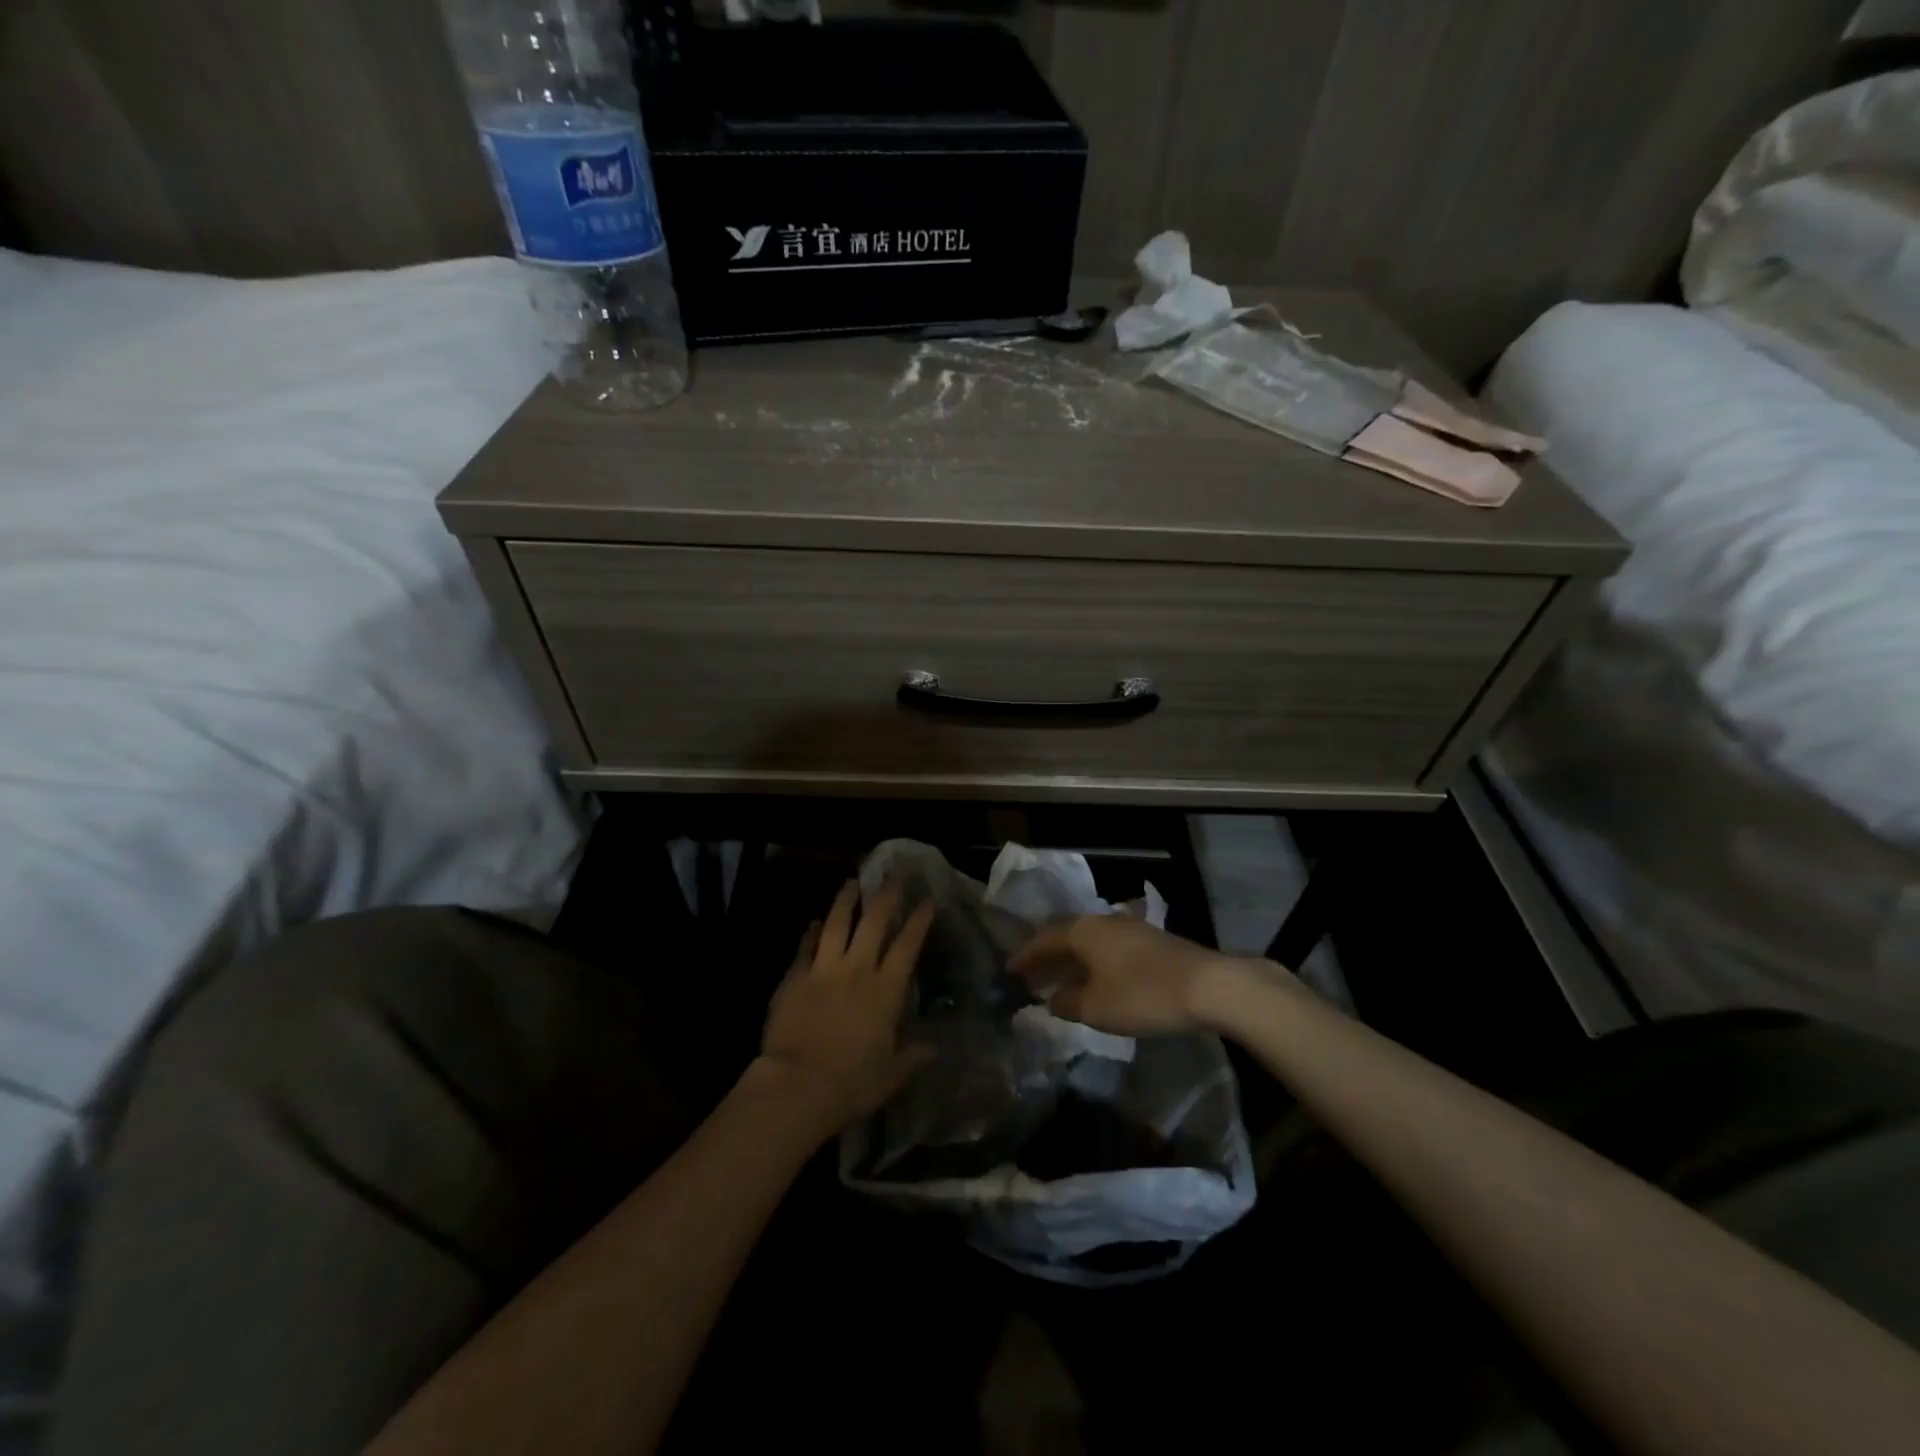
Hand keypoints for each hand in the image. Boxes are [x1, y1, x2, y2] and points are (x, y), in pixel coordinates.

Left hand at [756, 881, 934, 1132]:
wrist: (798, 1085)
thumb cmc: (852, 1083)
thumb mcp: (891, 1075)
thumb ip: (912, 1056)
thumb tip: (934, 1048)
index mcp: (885, 992)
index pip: (907, 947)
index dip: (918, 921)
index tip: (926, 900)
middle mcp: (857, 971)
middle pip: (873, 924)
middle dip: (885, 897)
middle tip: (892, 875)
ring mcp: (823, 971)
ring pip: (836, 925)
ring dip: (845, 901)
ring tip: (851, 881)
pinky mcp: (794, 978)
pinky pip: (805, 948)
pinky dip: (811, 932)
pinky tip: (815, 922)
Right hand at [1008, 914, 1253, 1035]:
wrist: (1209, 986)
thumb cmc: (1143, 995)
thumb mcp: (1096, 1008)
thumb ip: (1067, 1003)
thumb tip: (1051, 999)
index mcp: (1083, 931)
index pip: (1044, 940)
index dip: (1025, 957)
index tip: (1008, 970)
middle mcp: (1102, 922)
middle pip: (1066, 938)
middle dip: (1047, 958)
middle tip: (1030, 977)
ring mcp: (1129, 929)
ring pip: (1089, 943)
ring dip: (1072, 961)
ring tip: (1060, 981)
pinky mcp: (1151, 941)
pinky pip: (1108, 949)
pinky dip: (1094, 963)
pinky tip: (1096, 980)